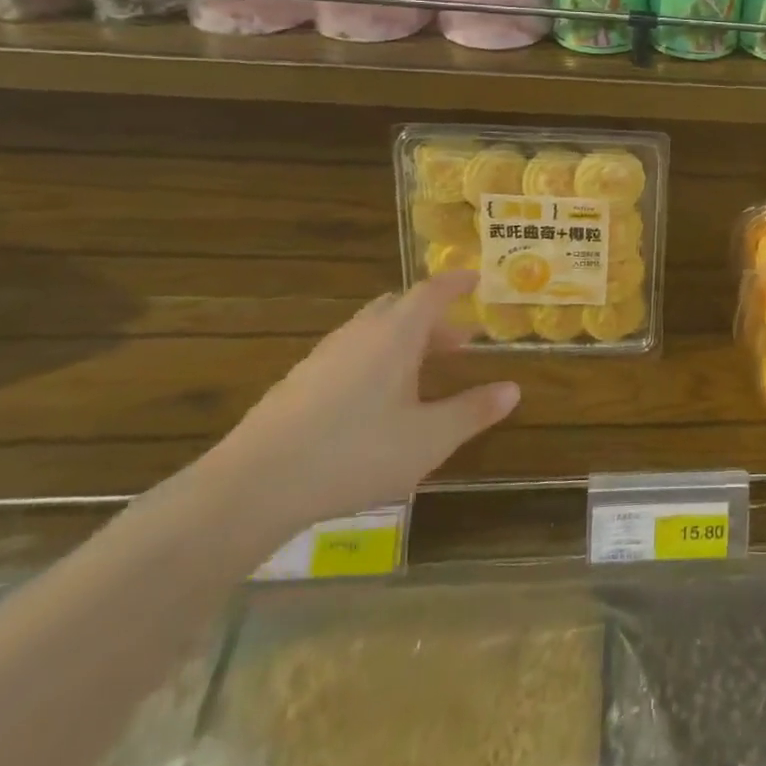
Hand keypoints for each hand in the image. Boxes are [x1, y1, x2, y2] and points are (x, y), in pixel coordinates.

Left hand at [205, 274, 518, 536]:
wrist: (252, 487)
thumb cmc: (354, 453)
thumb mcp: (428, 439)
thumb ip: (473, 411)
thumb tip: (514, 388)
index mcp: (395, 334)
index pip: (432, 291)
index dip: (456, 282)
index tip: (476, 278)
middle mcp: (360, 333)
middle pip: (400, 308)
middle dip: (433, 318)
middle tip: (458, 340)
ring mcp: (324, 356)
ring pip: (372, 332)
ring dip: (403, 341)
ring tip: (421, 373)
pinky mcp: (298, 382)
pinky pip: (349, 355)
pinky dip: (375, 361)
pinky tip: (375, 402)